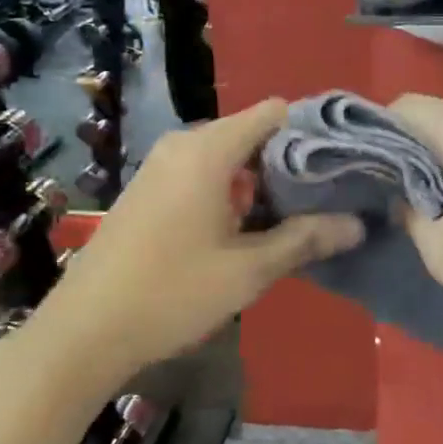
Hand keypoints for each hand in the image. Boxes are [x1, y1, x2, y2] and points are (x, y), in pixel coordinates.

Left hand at [30, 99, 363, 379]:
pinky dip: (230, 191)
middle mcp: (183, 145)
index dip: (310, 134)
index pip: (273, 113)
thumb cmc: (172, 292)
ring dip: (259, 183)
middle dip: (288, 164)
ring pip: (227, 157)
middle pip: (252, 134)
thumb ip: (305, 239)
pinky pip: (202, 174)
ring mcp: (160, 166)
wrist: (84, 330)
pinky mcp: (147, 190)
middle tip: (323, 200)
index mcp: (208, 150)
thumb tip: (357, 224)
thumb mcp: (249, 270)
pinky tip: (244, 231)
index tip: (339, 166)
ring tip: (292, 219)